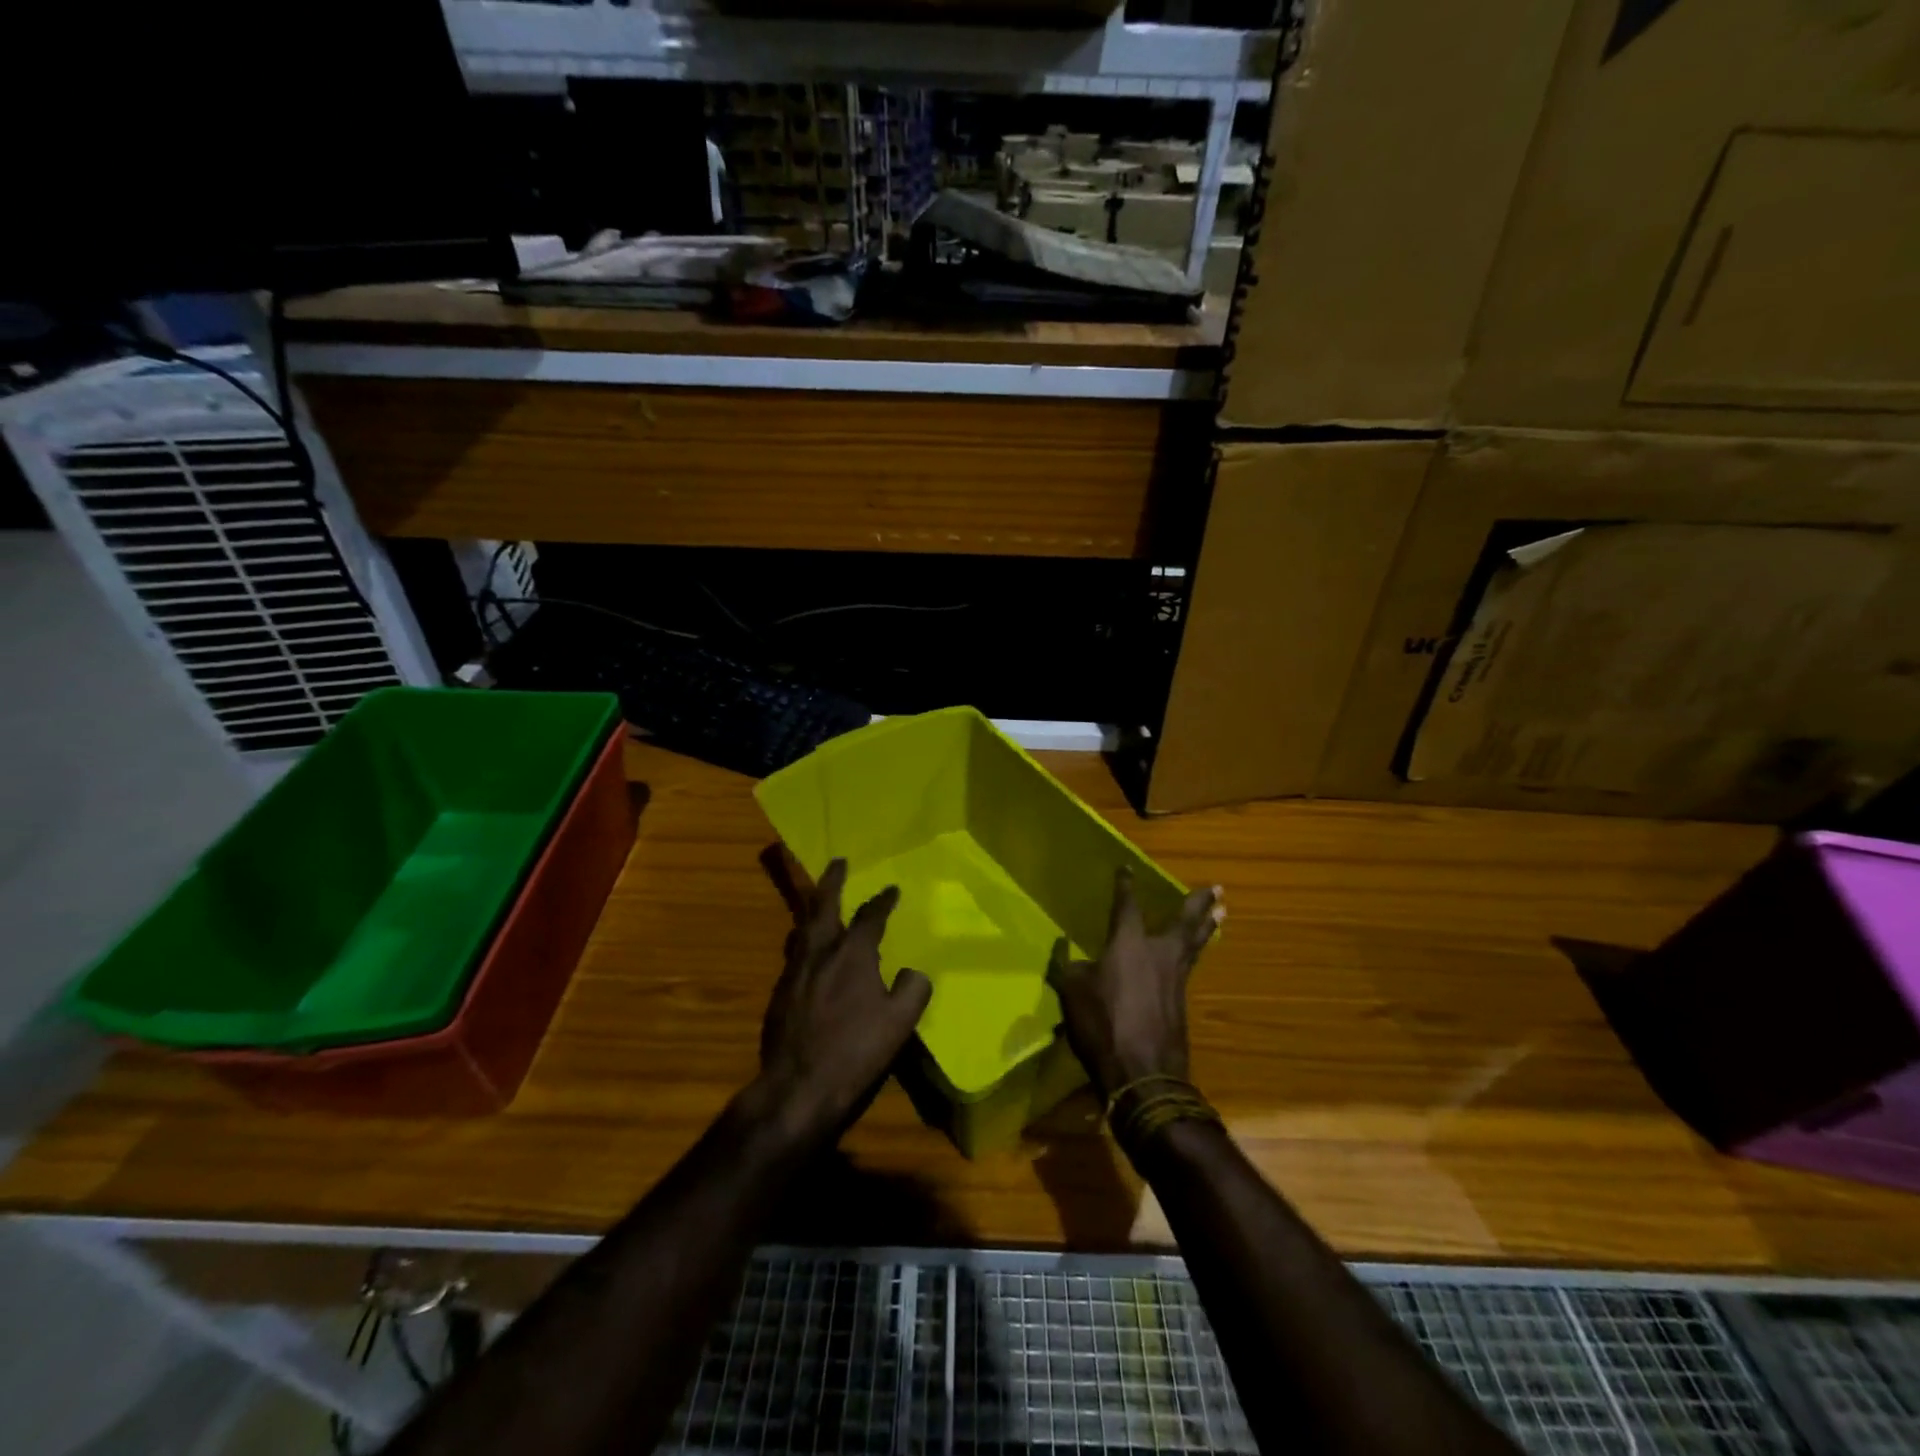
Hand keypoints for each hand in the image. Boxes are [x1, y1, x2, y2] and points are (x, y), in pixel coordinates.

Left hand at [759, 859, 931, 1136]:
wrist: (797, 1088)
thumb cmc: (854, 1052)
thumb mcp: (899, 1024)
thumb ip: (912, 991)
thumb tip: (912, 973)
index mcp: (851, 955)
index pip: (869, 917)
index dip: (882, 901)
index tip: (892, 889)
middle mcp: (819, 953)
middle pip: (822, 906)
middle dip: (832, 881)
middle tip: (837, 862)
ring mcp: (794, 973)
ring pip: (801, 929)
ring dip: (812, 910)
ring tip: (816, 903)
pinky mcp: (778, 995)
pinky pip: (794, 954)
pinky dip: (803, 942)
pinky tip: (807, 954)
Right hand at [1047, 867, 1222, 1101]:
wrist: (1144, 1073)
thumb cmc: (1103, 1024)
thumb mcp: (1072, 992)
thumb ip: (1070, 967)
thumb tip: (1068, 952)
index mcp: (1129, 943)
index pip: (1127, 905)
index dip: (1125, 886)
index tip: (1127, 868)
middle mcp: (1158, 953)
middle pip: (1184, 921)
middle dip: (1198, 903)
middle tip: (1217, 887)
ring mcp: (1175, 979)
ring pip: (1195, 944)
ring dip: (1208, 925)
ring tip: (1221, 911)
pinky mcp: (1182, 1003)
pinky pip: (1190, 966)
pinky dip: (1196, 952)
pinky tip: (1192, 954)